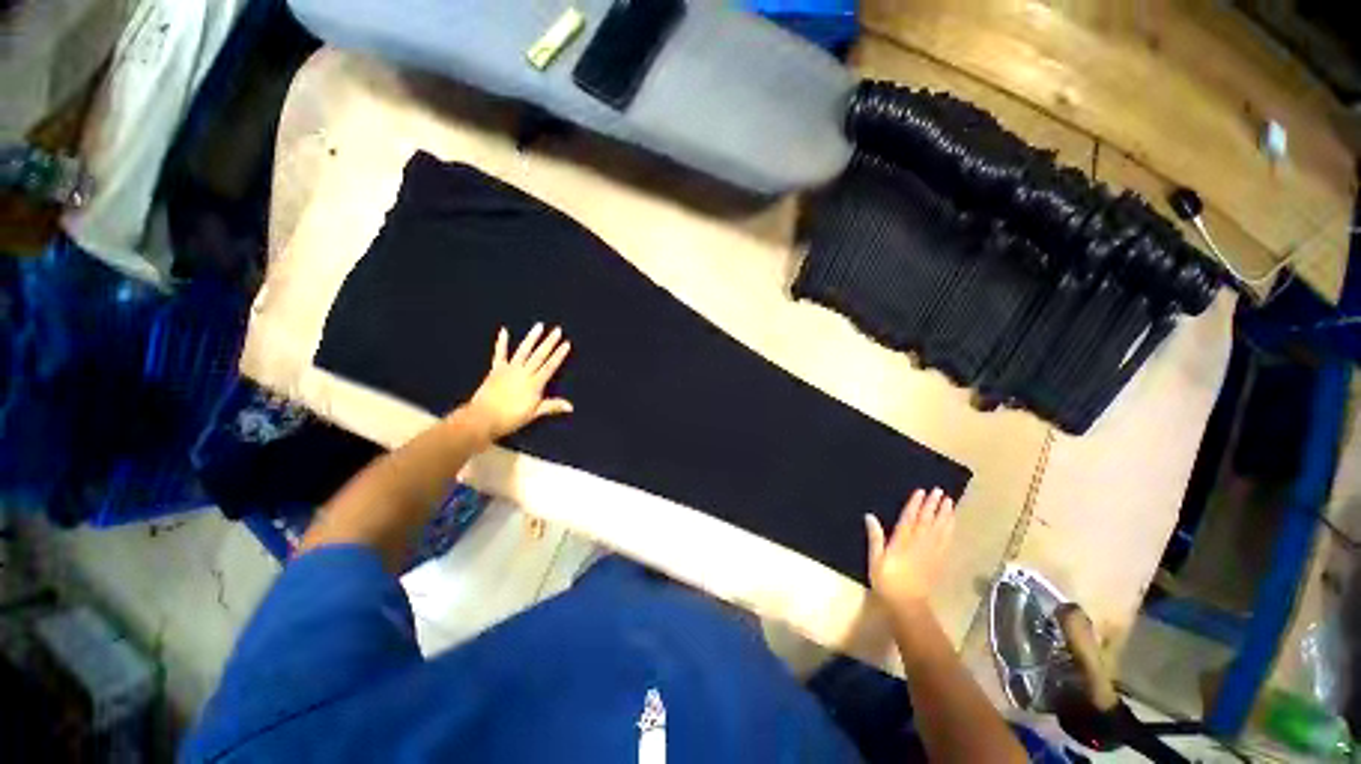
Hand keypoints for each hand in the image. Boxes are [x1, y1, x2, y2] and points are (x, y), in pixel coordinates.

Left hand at [461, 324, 572, 439]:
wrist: (483, 418)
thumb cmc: (511, 417)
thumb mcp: (534, 413)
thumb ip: (552, 406)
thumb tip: (571, 406)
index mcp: (535, 383)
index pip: (550, 366)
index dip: (559, 355)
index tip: (566, 343)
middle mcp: (524, 373)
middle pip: (539, 355)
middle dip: (549, 342)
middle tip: (557, 330)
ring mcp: (509, 369)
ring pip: (523, 350)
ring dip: (531, 338)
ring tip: (539, 326)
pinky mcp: (496, 369)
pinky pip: (499, 354)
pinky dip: (501, 342)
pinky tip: (503, 330)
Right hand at [865, 488, 955, 614]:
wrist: (908, 605)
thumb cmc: (887, 581)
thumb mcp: (875, 560)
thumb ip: (875, 537)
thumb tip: (870, 516)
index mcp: (902, 543)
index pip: (909, 519)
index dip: (915, 505)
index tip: (921, 492)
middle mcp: (919, 545)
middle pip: (927, 521)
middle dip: (933, 506)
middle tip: (939, 491)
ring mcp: (931, 553)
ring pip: (940, 530)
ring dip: (944, 515)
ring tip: (949, 502)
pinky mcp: (939, 561)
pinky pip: (946, 541)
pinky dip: (950, 530)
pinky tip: (951, 522)